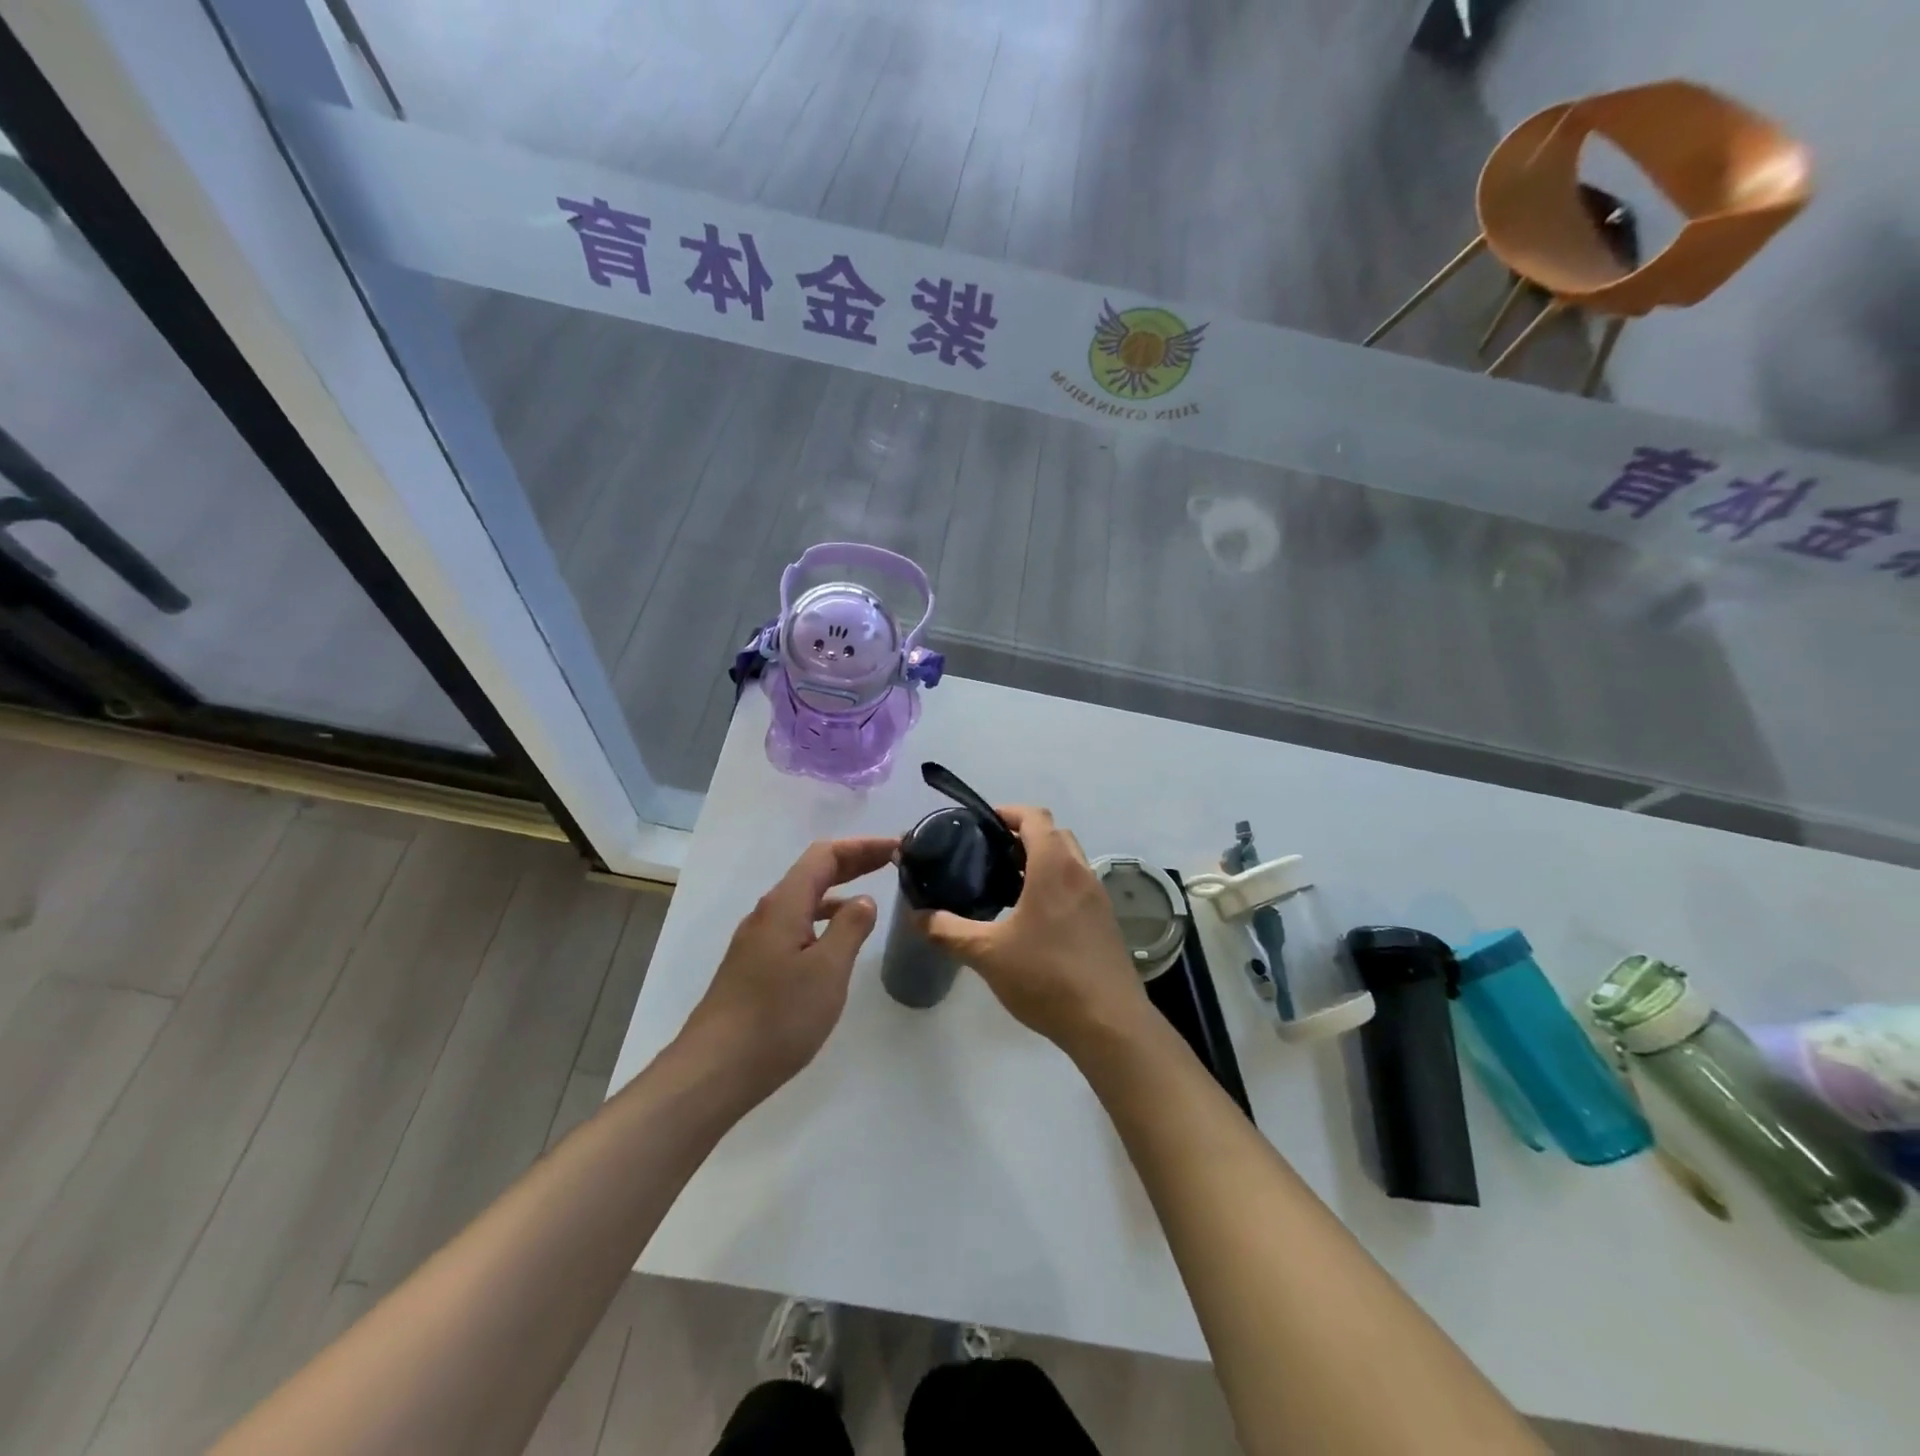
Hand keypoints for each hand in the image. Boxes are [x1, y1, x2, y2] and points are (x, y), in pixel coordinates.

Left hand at [681, 836, 896, 1096]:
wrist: (715, 1070)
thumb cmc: (778, 1017)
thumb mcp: (827, 970)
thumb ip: (850, 928)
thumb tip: (863, 900)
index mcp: (785, 904)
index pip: (826, 855)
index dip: (863, 846)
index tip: (898, 847)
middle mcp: (768, 913)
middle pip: (814, 872)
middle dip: (854, 862)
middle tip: (893, 862)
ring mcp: (757, 940)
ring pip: (804, 900)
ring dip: (838, 891)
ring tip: (871, 898)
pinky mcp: (755, 965)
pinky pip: (796, 924)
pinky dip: (823, 918)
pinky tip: (836, 941)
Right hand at [924, 806, 1145, 1049]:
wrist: (1109, 1023)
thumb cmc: (1047, 977)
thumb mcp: (987, 954)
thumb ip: (948, 931)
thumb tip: (918, 916)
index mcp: (1055, 867)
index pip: (1035, 816)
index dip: (1008, 812)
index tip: (981, 825)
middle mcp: (1081, 872)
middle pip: (1054, 834)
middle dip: (1022, 836)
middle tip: (989, 856)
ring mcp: (1098, 897)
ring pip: (1069, 860)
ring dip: (1041, 861)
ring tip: (1006, 886)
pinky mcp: (1105, 921)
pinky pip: (1077, 885)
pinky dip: (1055, 885)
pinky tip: (1032, 919)